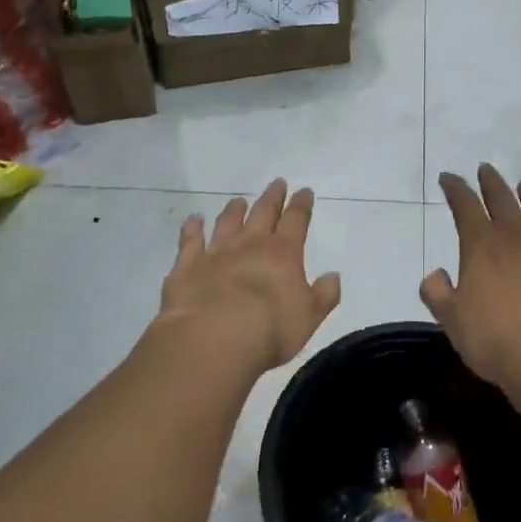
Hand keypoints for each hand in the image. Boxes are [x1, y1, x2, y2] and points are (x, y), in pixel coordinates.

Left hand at [156, 179, 342, 376]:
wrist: (214, 338)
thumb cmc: (270, 330)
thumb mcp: (309, 317)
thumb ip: (323, 294)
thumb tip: (333, 276)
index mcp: (283, 253)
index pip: (296, 220)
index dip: (301, 205)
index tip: (304, 191)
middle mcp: (250, 244)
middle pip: (263, 212)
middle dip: (272, 197)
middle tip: (277, 183)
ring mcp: (216, 252)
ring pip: (227, 222)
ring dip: (234, 210)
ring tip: (238, 201)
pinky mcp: (187, 265)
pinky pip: (190, 240)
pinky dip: (192, 228)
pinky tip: (193, 220)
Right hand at [421, 164, 520, 388]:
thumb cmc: (494, 339)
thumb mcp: (451, 319)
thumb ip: (438, 292)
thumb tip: (436, 273)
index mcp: (481, 244)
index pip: (464, 205)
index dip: (455, 188)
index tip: (449, 178)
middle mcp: (515, 234)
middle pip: (501, 198)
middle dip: (490, 182)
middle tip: (486, 169)